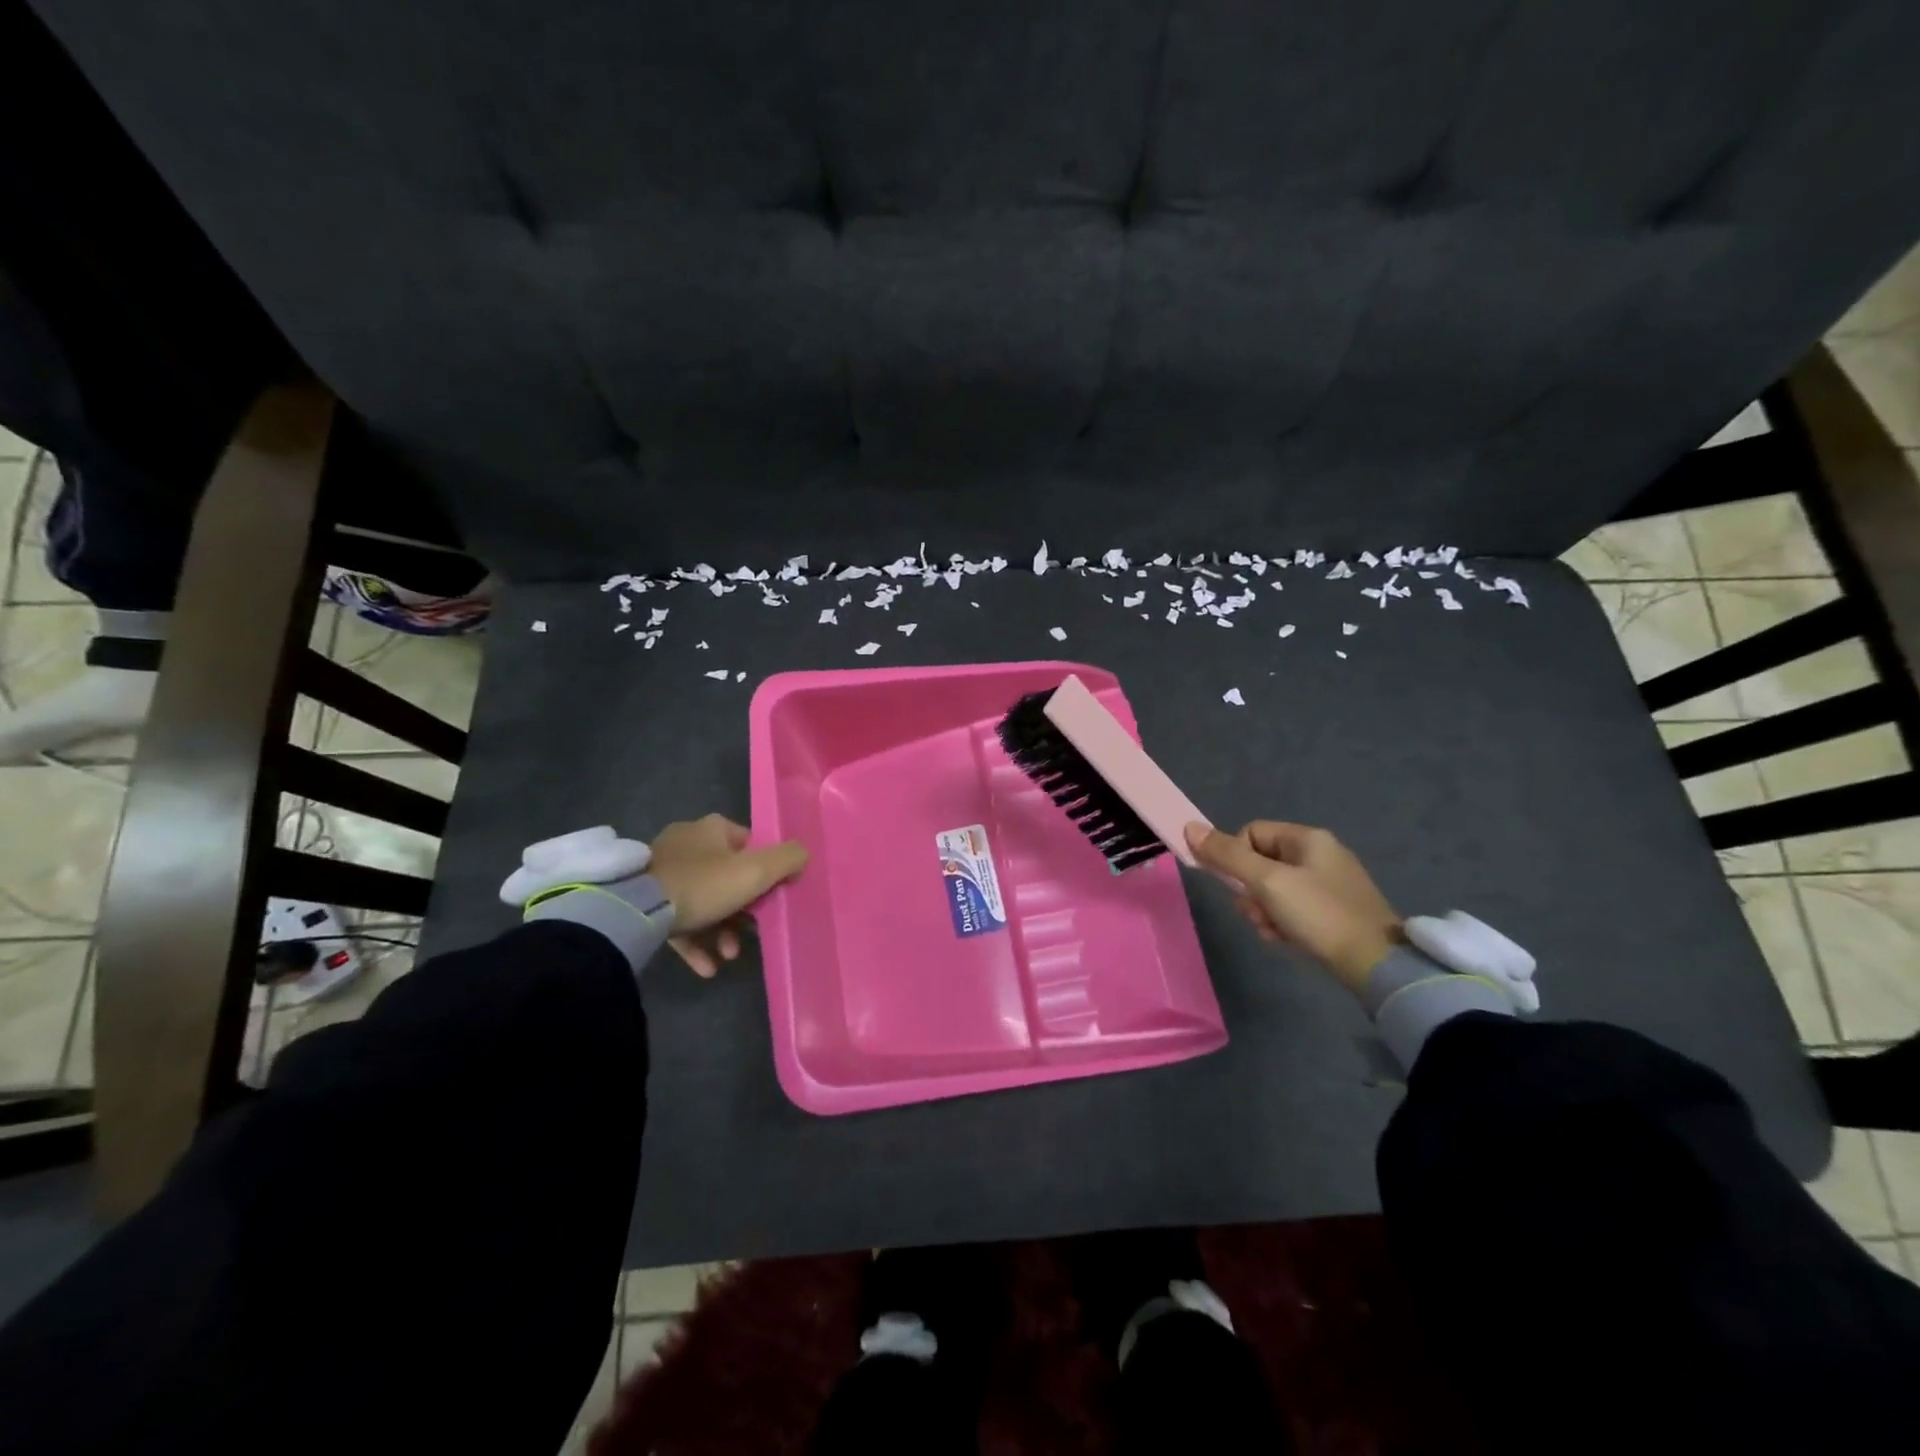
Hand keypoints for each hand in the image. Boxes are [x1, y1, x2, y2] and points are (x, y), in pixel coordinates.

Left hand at [649, 814, 808, 977]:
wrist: (637, 910)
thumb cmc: (705, 884)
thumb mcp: (757, 871)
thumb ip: (788, 859)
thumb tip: (802, 855)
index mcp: (712, 829)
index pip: (748, 843)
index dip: (765, 869)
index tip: (772, 895)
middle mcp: (686, 843)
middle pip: (726, 875)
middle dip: (743, 909)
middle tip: (751, 932)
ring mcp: (661, 872)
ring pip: (703, 901)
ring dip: (721, 929)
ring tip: (730, 955)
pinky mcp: (643, 900)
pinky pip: (678, 920)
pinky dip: (696, 942)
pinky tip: (707, 968)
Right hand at [1184, 820, 1400, 991]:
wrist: (1377, 965)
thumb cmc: (1319, 914)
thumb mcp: (1267, 882)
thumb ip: (1227, 855)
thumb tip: (1188, 827)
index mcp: (1307, 838)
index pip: (1250, 833)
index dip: (1236, 857)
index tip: (1240, 886)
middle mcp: (1319, 853)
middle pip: (1259, 862)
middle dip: (1250, 891)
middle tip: (1259, 913)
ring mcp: (1328, 884)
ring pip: (1272, 889)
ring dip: (1263, 911)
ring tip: (1274, 930)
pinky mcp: (1334, 911)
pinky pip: (1291, 908)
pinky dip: (1282, 922)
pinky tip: (1287, 940)